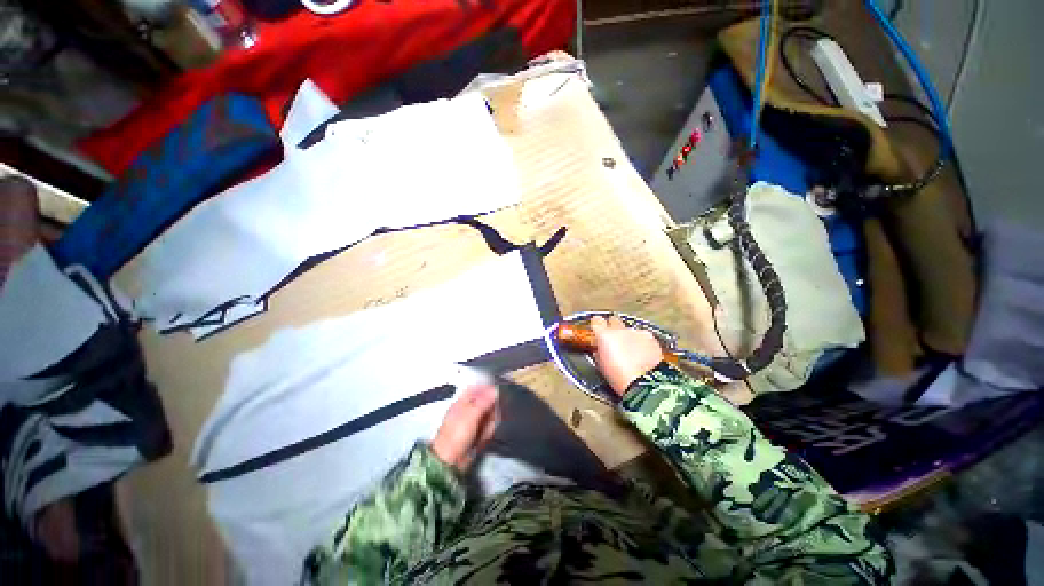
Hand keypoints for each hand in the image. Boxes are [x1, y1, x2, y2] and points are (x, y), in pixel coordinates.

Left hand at [431, 385, 498, 471]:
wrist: (450, 461)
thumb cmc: (455, 436)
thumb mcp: (471, 415)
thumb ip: (484, 401)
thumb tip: (494, 390)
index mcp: (461, 403)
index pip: (474, 389)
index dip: (485, 387)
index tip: (496, 390)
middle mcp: (466, 411)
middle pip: (483, 403)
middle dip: (490, 408)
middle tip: (493, 413)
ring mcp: (471, 424)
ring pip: (487, 416)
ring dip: (490, 422)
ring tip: (485, 430)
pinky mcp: (475, 435)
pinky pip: (486, 428)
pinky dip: (488, 432)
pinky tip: (484, 438)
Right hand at [591, 316, 663, 396]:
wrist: (644, 384)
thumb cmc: (619, 378)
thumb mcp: (601, 365)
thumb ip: (600, 351)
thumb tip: (601, 348)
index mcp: (604, 335)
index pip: (597, 320)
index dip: (597, 325)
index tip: (598, 329)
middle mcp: (620, 330)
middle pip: (614, 320)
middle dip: (614, 327)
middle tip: (615, 340)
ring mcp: (636, 332)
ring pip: (630, 330)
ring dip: (629, 337)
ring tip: (632, 353)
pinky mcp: (650, 337)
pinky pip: (643, 336)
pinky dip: (643, 343)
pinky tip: (643, 355)